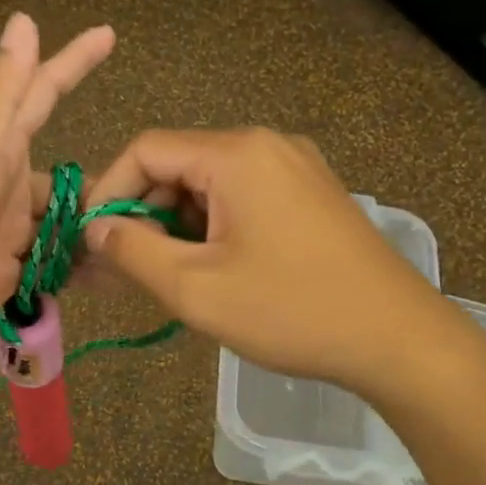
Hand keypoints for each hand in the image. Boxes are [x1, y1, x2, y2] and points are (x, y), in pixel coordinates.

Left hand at [0, 14, 113, 376]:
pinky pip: (50, 261)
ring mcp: (3, 232)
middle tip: (159, 197)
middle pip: (64, 174)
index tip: (109, 33)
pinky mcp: (2, 273)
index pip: (40, 94)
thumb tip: (23, 22)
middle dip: (107, 183)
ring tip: (141, 243)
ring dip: (94, 231)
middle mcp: (2, 186)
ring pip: (61, 221)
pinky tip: (108, 274)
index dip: (73, 63)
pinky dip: (75, 266)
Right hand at [85, 127, 445, 393]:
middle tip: (120, 269)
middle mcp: (267, 146)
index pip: (146, 151)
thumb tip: (96, 229)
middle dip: (142, 215)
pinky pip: (243, 201)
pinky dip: (212, 230)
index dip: (107, 192)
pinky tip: (208, 271)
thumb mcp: (196, 288)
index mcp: (236, 154)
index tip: (89, 241)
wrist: (396, 338)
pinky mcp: (311, 197)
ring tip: (162, 278)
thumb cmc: (291, 311)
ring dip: (176, 227)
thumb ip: (133, 252)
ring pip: (210, 187)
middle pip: (178, 166)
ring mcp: (296, 169)